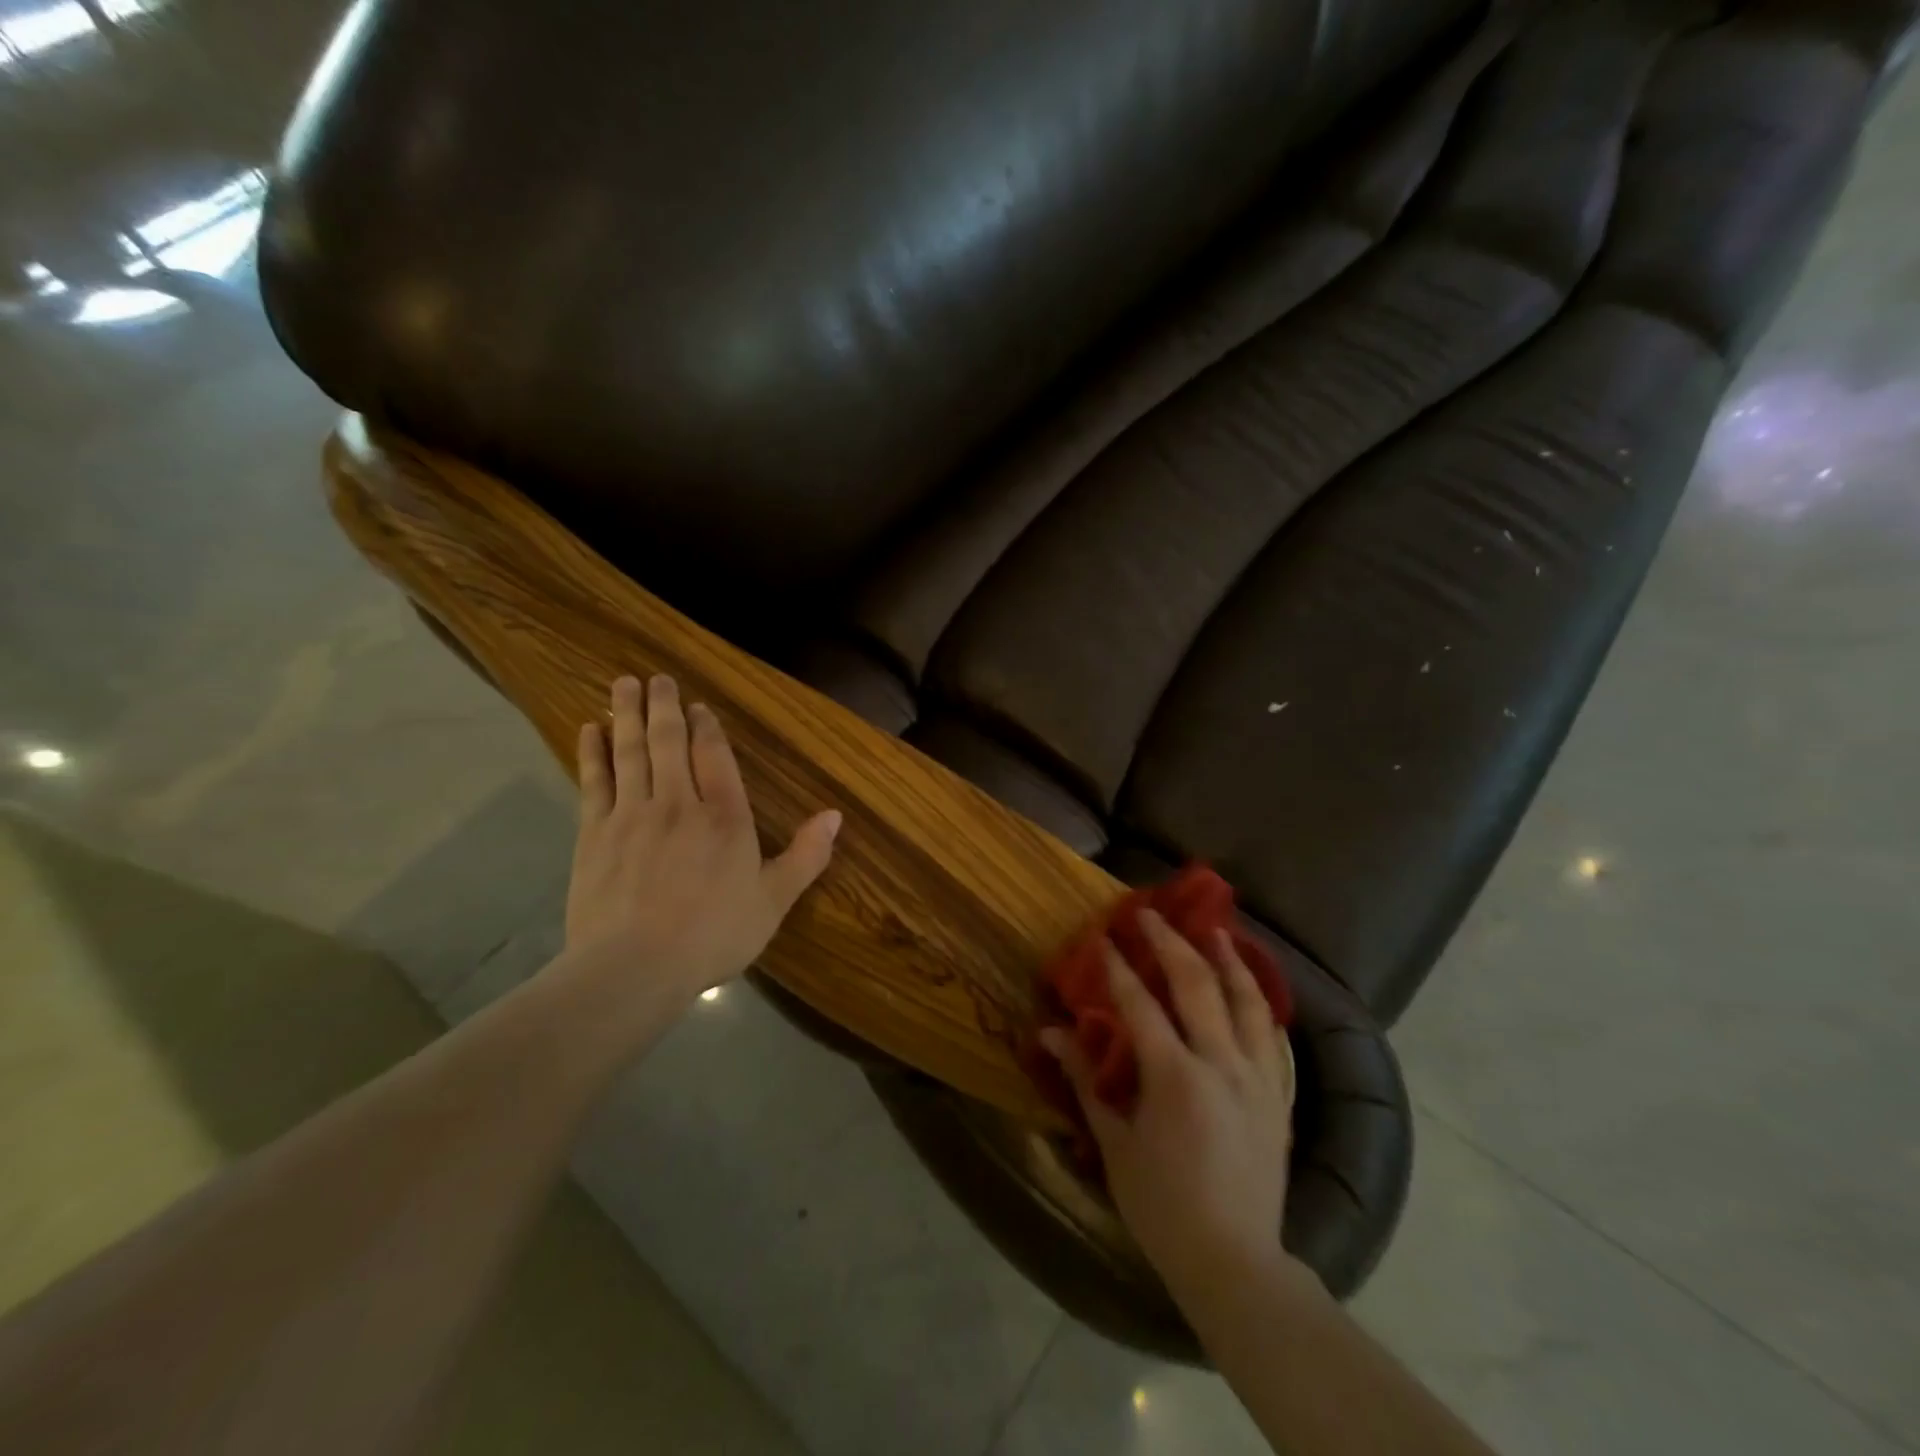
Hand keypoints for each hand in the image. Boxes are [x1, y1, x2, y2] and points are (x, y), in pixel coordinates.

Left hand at [562, 674, 840, 1007]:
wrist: (635, 967)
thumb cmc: (713, 934)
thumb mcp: (774, 900)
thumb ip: (807, 855)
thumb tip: (836, 816)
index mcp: (725, 817)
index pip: (714, 756)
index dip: (707, 727)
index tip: (698, 706)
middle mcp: (678, 802)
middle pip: (669, 742)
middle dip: (664, 707)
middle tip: (656, 678)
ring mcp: (632, 814)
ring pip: (631, 752)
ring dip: (628, 715)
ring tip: (623, 683)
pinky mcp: (594, 832)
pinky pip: (594, 780)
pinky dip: (592, 752)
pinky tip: (589, 729)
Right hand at [1041, 911, 1296, 1299]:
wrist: (1235, 1262)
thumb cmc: (1162, 1206)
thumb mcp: (1114, 1143)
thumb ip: (1085, 1080)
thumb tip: (1050, 1033)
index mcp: (1176, 1077)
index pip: (1141, 1004)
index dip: (1118, 968)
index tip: (1103, 938)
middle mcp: (1223, 1065)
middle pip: (1198, 986)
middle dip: (1171, 943)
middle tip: (1152, 915)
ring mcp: (1259, 1079)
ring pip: (1248, 1002)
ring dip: (1229, 961)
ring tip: (1216, 931)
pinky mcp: (1280, 1097)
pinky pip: (1273, 1036)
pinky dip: (1259, 1003)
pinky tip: (1250, 989)